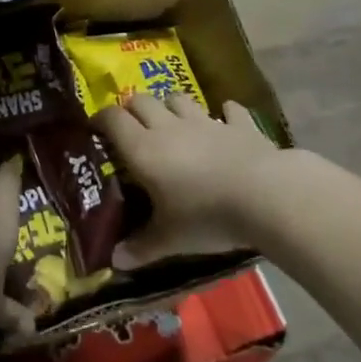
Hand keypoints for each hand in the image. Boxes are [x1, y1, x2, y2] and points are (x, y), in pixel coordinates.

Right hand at [94, 94, 286, 268]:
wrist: (265, 196)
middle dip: (132, 109)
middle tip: (131, 127)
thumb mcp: (170, 239)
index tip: (95, 129)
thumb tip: (115, 262)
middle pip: (142, 100)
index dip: (101, 119)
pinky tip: (226, 118)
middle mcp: (169, 127)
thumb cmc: (206, 216)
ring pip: (179, 99)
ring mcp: (206, 122)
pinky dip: (225, 113)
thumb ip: (142, 247)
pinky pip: (229, 110)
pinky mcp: (240, 125)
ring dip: (171, 106)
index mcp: (144, 148)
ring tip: (172, 121)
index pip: (113, 119)